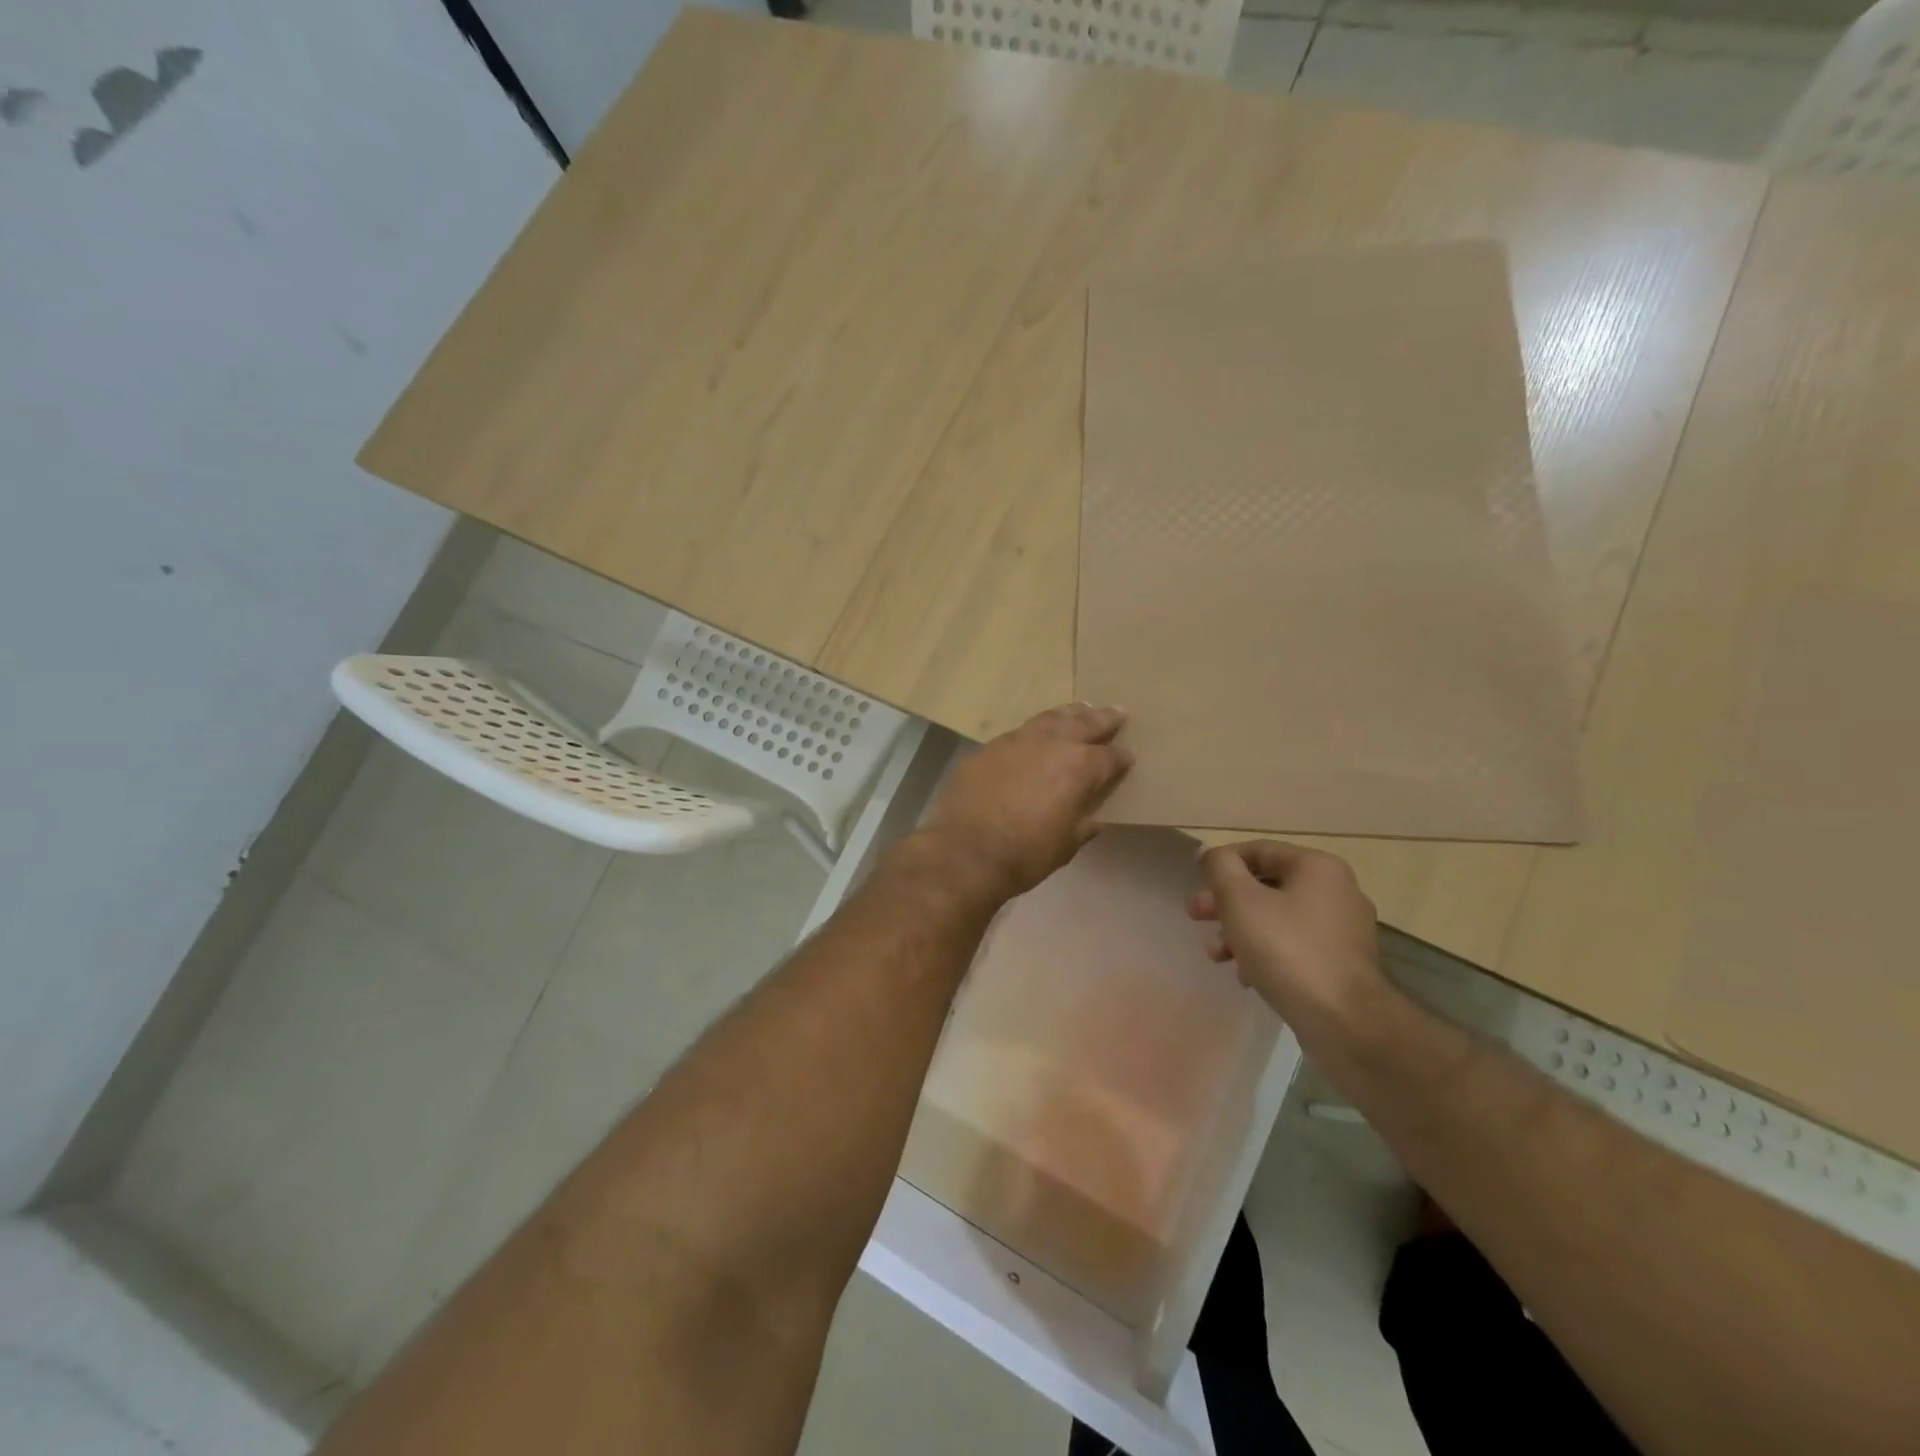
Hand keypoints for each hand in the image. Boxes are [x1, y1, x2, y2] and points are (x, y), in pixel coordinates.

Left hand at [921, 704, 1133, 898]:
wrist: (966, 851)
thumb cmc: (1025, 854)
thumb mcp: (1067, 845)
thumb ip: (1083, 824)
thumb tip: (1093, 818)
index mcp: (1079, 767)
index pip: (1109, 758)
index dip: (1121, 758)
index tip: (1128, 757)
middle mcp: (1052, 743)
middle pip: (1083, 723)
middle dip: (1102, 718)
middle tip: (1117, 712)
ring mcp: (1016, 740)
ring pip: (1049, 718)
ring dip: (1068, 714)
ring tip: (1080, 710)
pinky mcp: (988, 748)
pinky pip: (1018, 733)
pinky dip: (1033, 732)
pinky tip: (1034, 737)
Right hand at [1190, 840, 1388, 1032]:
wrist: (1345, 1022)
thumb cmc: (1287, 949)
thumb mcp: (1240, 901)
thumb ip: (1221, 868)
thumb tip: (1213, 853)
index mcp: (1317, 868)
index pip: (1259, 850)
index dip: (1221, 863)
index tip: (1195, 882)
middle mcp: (1337, 892)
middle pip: (1267, 886)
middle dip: (1226, 902)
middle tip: (1196, 916)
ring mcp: (1343, 931)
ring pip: (1278, 919)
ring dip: (1241, 931)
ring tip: (1216, 955)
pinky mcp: (1343, 965)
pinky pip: (1295, 947)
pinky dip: (1266, 954)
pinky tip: (1246, 977)